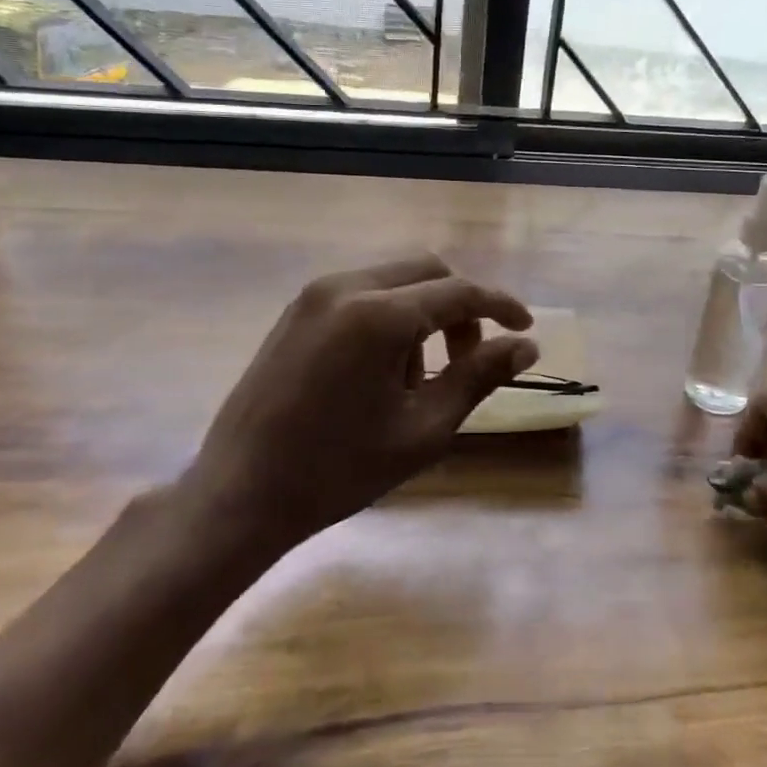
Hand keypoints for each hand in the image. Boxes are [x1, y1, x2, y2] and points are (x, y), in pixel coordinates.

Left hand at [180, 256, 537, 557]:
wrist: (240, 494)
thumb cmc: (339, 470)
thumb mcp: (423, 429)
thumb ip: (477, 377)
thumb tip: (526, 347)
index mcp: (378, 315)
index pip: (459, 291)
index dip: (500, 306)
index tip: (526, 329)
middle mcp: (345, 287)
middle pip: (427, 271)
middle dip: (460, 307)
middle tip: (468, 359)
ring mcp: (313, 295)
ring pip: (394, 280)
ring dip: (423, 313)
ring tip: (418, 378)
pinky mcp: (295, 311)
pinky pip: (361, 294)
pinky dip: (390, 317)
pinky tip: (382, 369)